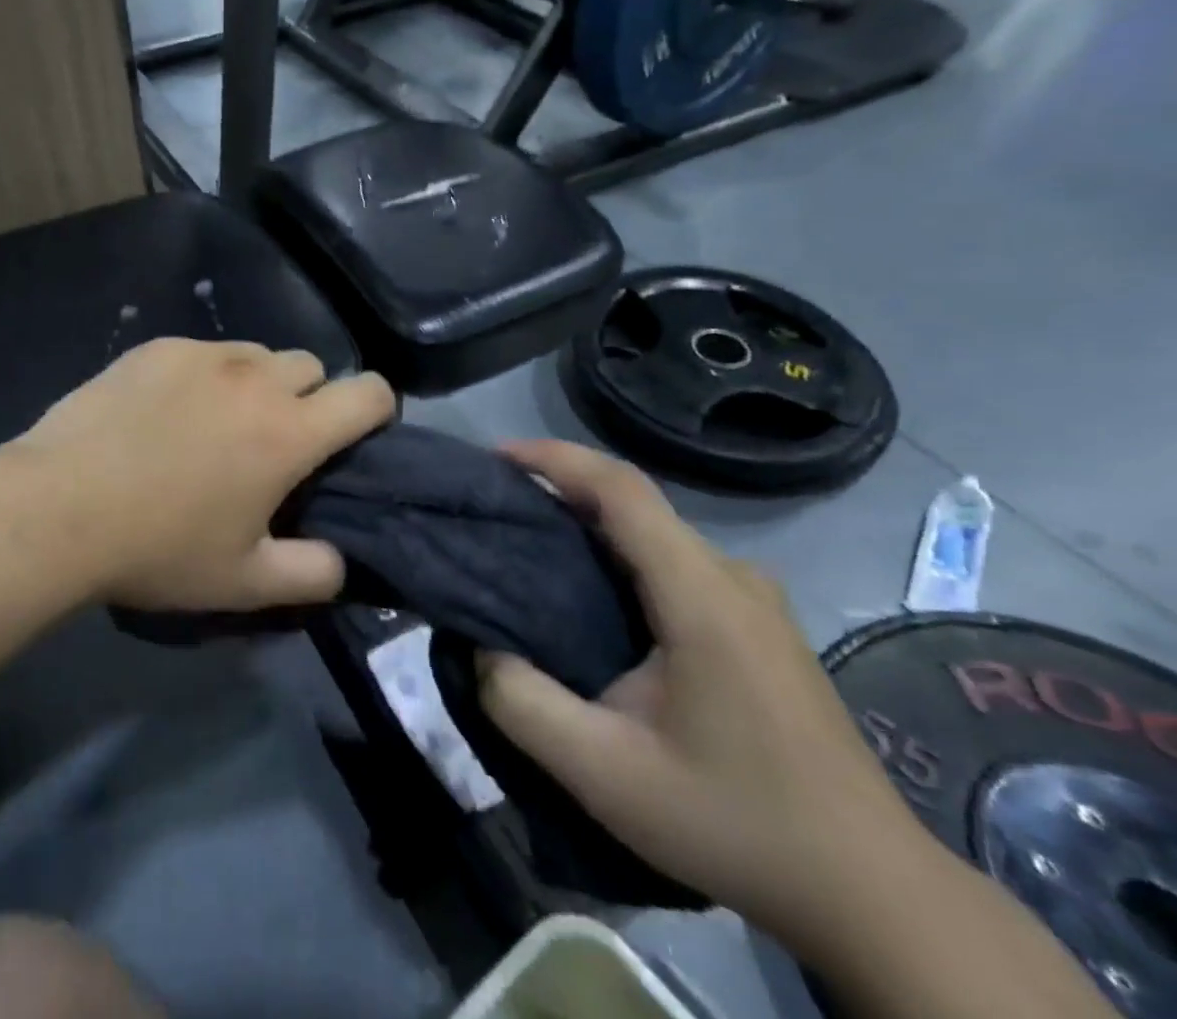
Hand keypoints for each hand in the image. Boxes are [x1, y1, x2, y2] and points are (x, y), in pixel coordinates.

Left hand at [2, 339, 394, 612]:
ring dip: (256, 383)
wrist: (58, 507)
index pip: (369, 393)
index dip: (377, 410)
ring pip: (256, 354)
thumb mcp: (243, 582)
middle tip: (272, 442)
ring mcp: (202, 355)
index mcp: (289, 431)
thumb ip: (313, 573)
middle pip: (312, 366)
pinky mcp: (156, 347)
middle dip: (309, 398)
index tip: (356, 437)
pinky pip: (203, 352)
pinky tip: (164, 411)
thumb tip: (342, 561)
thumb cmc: (158, 549)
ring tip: (215, 423)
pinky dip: (203, 375)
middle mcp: (255, 378)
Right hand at [476, 441, 931, 951]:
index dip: (555, 459)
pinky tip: (592, 592)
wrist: (872, 891)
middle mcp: (733, 578)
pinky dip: (620, 553)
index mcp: (702, 596)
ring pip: (655, 533)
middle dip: (559, 488)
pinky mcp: (759, 625)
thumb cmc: (734, 823)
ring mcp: (754, 600)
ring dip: (589, 522)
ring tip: (529, 544)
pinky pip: (676, 561)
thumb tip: (479, 648)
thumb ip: (523, 704)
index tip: (496, 458)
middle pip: (635, 503)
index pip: (622, 489)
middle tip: (496, 506)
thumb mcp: (605, 774)